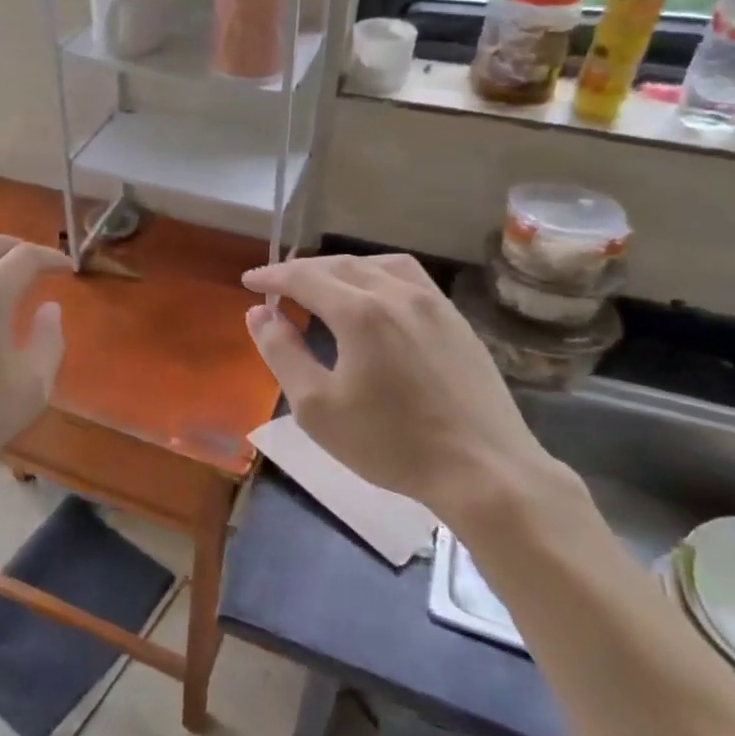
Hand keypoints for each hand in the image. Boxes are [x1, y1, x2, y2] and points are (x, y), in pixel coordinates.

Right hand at [242, 255, 572, 528]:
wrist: (485, 471)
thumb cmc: (391, 443)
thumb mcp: (316, 407)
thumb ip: (281, 353)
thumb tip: (259, 313)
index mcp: (359, 312)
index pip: (304, 277)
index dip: (272, 276)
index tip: (249, 281)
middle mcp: (397, 293)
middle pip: (339, 265)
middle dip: (302, 270)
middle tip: (277, 285)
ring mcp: (433, 304)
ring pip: (378, 264)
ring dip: (342, 267)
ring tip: (323, 284)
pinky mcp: (457, 321)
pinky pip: (409, 278)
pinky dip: (377, 275)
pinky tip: (374, 298)